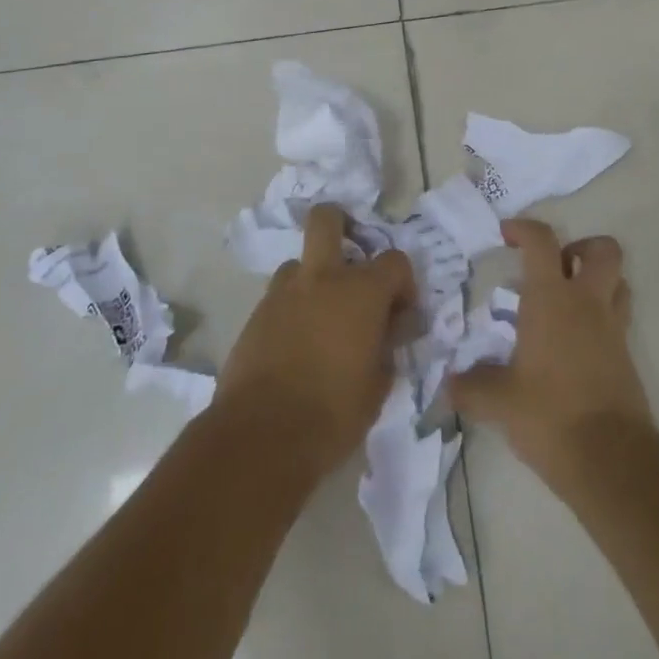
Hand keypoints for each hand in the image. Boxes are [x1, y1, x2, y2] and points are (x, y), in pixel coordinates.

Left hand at [216, 203, 415, 476]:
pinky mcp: (255, 315)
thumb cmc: (332, 414)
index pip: (395, 261)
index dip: (403, 283)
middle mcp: (322, 278)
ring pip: (300, 262)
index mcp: (361, 292)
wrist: (260, 438)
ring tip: (321, 316)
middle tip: (351, 258)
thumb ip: (388, 348)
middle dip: (341, 224)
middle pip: (327, 219)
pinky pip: (280, 297)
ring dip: (314, 279)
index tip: (401, 313)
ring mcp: (283, 293)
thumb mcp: (378, 386)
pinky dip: (293, 309)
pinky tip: (297, 343)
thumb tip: (390, 332)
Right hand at [449, 219, 652, 493]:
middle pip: (603, 250)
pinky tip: (576, 346)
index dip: (523, 228)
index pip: (541, 241)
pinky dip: (601, 319)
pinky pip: (619, 320)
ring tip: (569, 301)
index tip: (506, 234)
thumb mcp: (500, 402)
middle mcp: (587, 302)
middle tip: (554, 268)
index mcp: (552, 298)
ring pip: (619, 282)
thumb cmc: (549, 414)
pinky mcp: (627, 359)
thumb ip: (472, 387)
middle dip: (580, 247)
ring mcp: (612, 329)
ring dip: (598, 280)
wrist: (611, 459)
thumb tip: (447, 385)